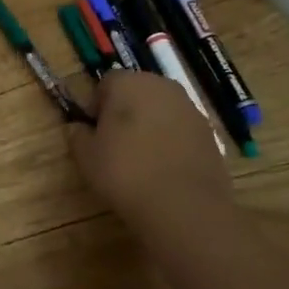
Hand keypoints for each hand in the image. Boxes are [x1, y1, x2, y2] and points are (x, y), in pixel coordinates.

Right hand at [66, 73, 234, 243]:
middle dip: (125, 112)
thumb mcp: (85, 156)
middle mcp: (162, 86)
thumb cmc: (125, 172)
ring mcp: (191, 109)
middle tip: (115, 144)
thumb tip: (80, 128)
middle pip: (137, 92)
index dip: (96, 107)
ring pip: (161, 110)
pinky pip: (181, 130)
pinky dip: (172, 142)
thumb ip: (78, 134)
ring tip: (142, 159)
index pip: (105, 83)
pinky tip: (165, 169)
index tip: (94, 132)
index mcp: (128, 82)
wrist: (184, 206)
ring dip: (150, 126)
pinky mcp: (211, 133)